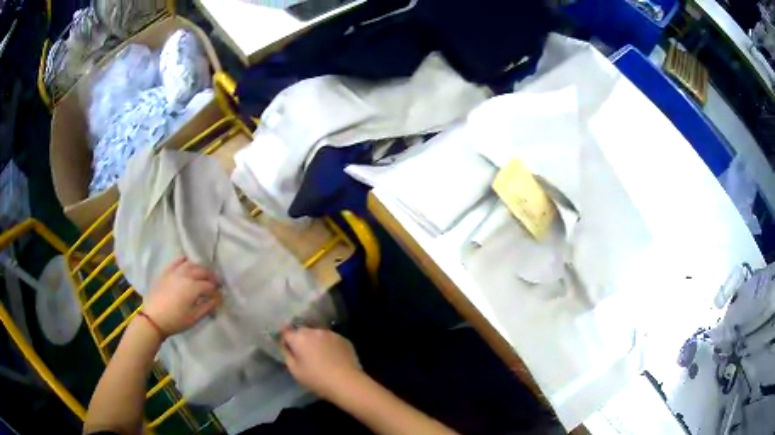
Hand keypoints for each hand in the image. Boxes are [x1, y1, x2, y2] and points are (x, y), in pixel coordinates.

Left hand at [143, 257, 221, 336]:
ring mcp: (175, 271)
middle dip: (212, 277)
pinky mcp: (167, 270)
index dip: (217, 291)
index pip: (210, 286)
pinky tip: (188, 265)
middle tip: (216, 284)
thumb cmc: (175, 320)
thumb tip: (219, 298)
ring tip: (204, 276)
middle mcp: (186, 275)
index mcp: (193, 287)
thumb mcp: (194, 317)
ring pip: (192, 264)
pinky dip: (186, 261)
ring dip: (201, 269)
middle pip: (203, 271)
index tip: (220, 296)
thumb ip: (208, 306)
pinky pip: (178, 260)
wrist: (153, 318)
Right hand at [281, 327, 361, 399]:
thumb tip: (285, 346)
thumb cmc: (317, 379)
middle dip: (301, 340)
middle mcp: (314, 331)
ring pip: (318, 334)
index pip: (286, 332)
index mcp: (299, 338)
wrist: (346, 382)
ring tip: (319, 356)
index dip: (285, 339)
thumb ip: (287, 354)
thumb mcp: (294, 370)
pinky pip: (330, 339)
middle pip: (302, 332)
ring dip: (315, 341)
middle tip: (303, 354)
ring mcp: (330, 333)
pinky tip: (332, 357)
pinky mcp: (343, 339)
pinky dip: (328, 345)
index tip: (287, 348)